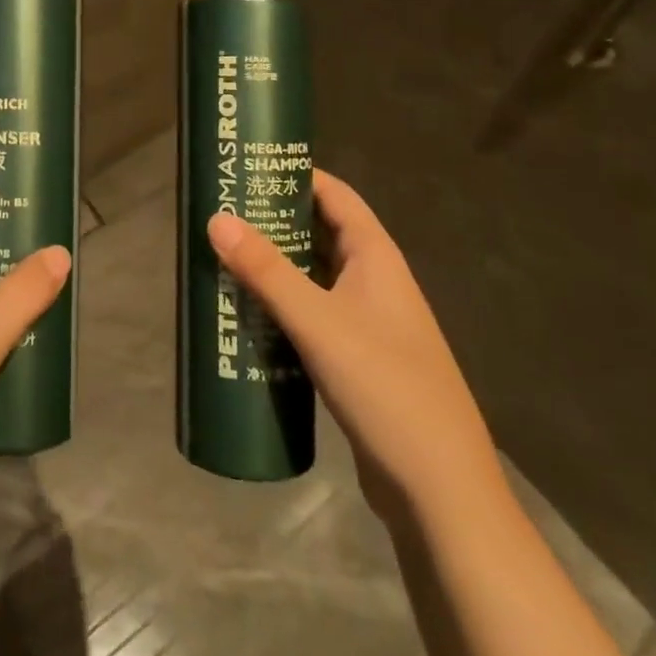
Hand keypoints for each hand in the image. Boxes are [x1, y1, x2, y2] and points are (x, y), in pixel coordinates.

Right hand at [208, 170, 501, 517]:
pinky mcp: (355, 360)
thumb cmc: (384, 387)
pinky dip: (281, 306)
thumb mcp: (318, 322)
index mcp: (376, 258)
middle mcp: (374, 282)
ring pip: (313, 277)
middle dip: (275, 220)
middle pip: (320, 233)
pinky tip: (246, 315)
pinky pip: (311, 316)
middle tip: (221, 212)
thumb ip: (266, 271)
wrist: (438, 490)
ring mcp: (367, 323)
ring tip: (222, 257)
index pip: (336, 196)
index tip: (250, 166)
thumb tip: (217, 218)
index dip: (297, 175)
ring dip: (274, 266)